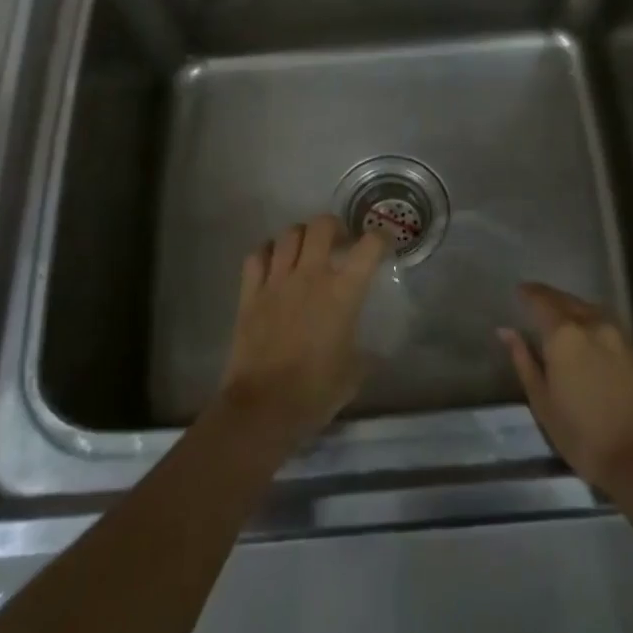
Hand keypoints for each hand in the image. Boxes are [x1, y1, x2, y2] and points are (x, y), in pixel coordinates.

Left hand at [219, 215, 389, 453]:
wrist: (263, 407)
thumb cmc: (315, 392)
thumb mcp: (354, 373)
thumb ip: (365, 353)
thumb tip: (371, 351)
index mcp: (343, 292)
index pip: (369, 247)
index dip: (381, 238)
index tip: (383, 244)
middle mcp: (310, 276)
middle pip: (322, 225)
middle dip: (335, 226)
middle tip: (339, 243)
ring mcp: (276, 281)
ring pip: (288, 234)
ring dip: (301, 236)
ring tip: (306, 250)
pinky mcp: (249, 293)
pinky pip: (256, 256)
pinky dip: (267, 252)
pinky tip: (273, 263)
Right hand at [499, 282, 632, 497]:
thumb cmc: (584, 436)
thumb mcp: (543, 402)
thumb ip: (524, 361)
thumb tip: (507, 331)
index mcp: (565, 334)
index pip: (542, 300)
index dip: (528, 293)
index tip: (518, 291)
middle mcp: (594, 325)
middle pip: (568, 301)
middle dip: (550, 298)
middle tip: (535, 301)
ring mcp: (621, 337)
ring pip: (591, 310)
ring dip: (573, 308)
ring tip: (561, 318)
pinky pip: (609, 326)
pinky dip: (593, 324)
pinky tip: (589, 338)